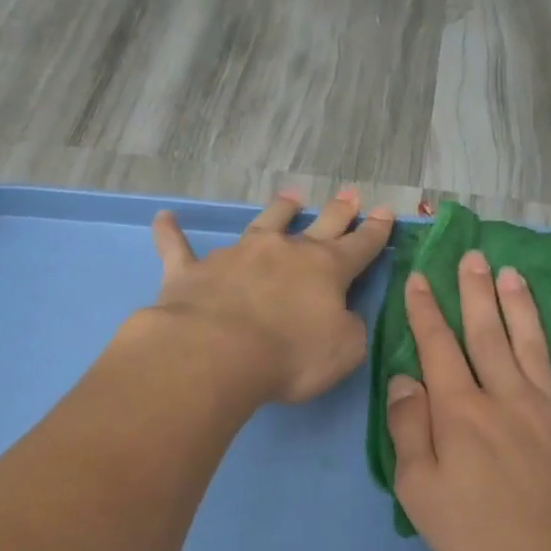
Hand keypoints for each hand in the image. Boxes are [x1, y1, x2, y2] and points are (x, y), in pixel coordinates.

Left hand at [150, 188, 393, 404]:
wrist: (216, 352)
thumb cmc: (289, 356)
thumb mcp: (344, 351)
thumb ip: (349, 329)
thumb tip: (343, 316)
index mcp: (325, 270)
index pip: (359, 246)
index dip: (376, 232)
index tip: (386, 213)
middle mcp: (283, 252)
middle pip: (318, 225)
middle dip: (338, 211)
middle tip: (350, 194)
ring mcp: (237, 255)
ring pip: (263, 223)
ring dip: (279, 210)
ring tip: (290, 196)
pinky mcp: (192, 270)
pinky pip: (178, 246)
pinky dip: (171, 233)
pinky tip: (164, 219)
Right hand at [386, 250, 550, 550]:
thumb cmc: (479, 530)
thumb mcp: (420, 489)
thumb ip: (409, 430)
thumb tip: (404, 381)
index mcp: (460, 410)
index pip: (438, 348)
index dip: (425, 311)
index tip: (419, 278)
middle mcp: (504, 395)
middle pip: (487, 333)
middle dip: (475, 293)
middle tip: (473, 256)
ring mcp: (549, 408)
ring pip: (531, 344)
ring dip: (519, 306)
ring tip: (511, 274)